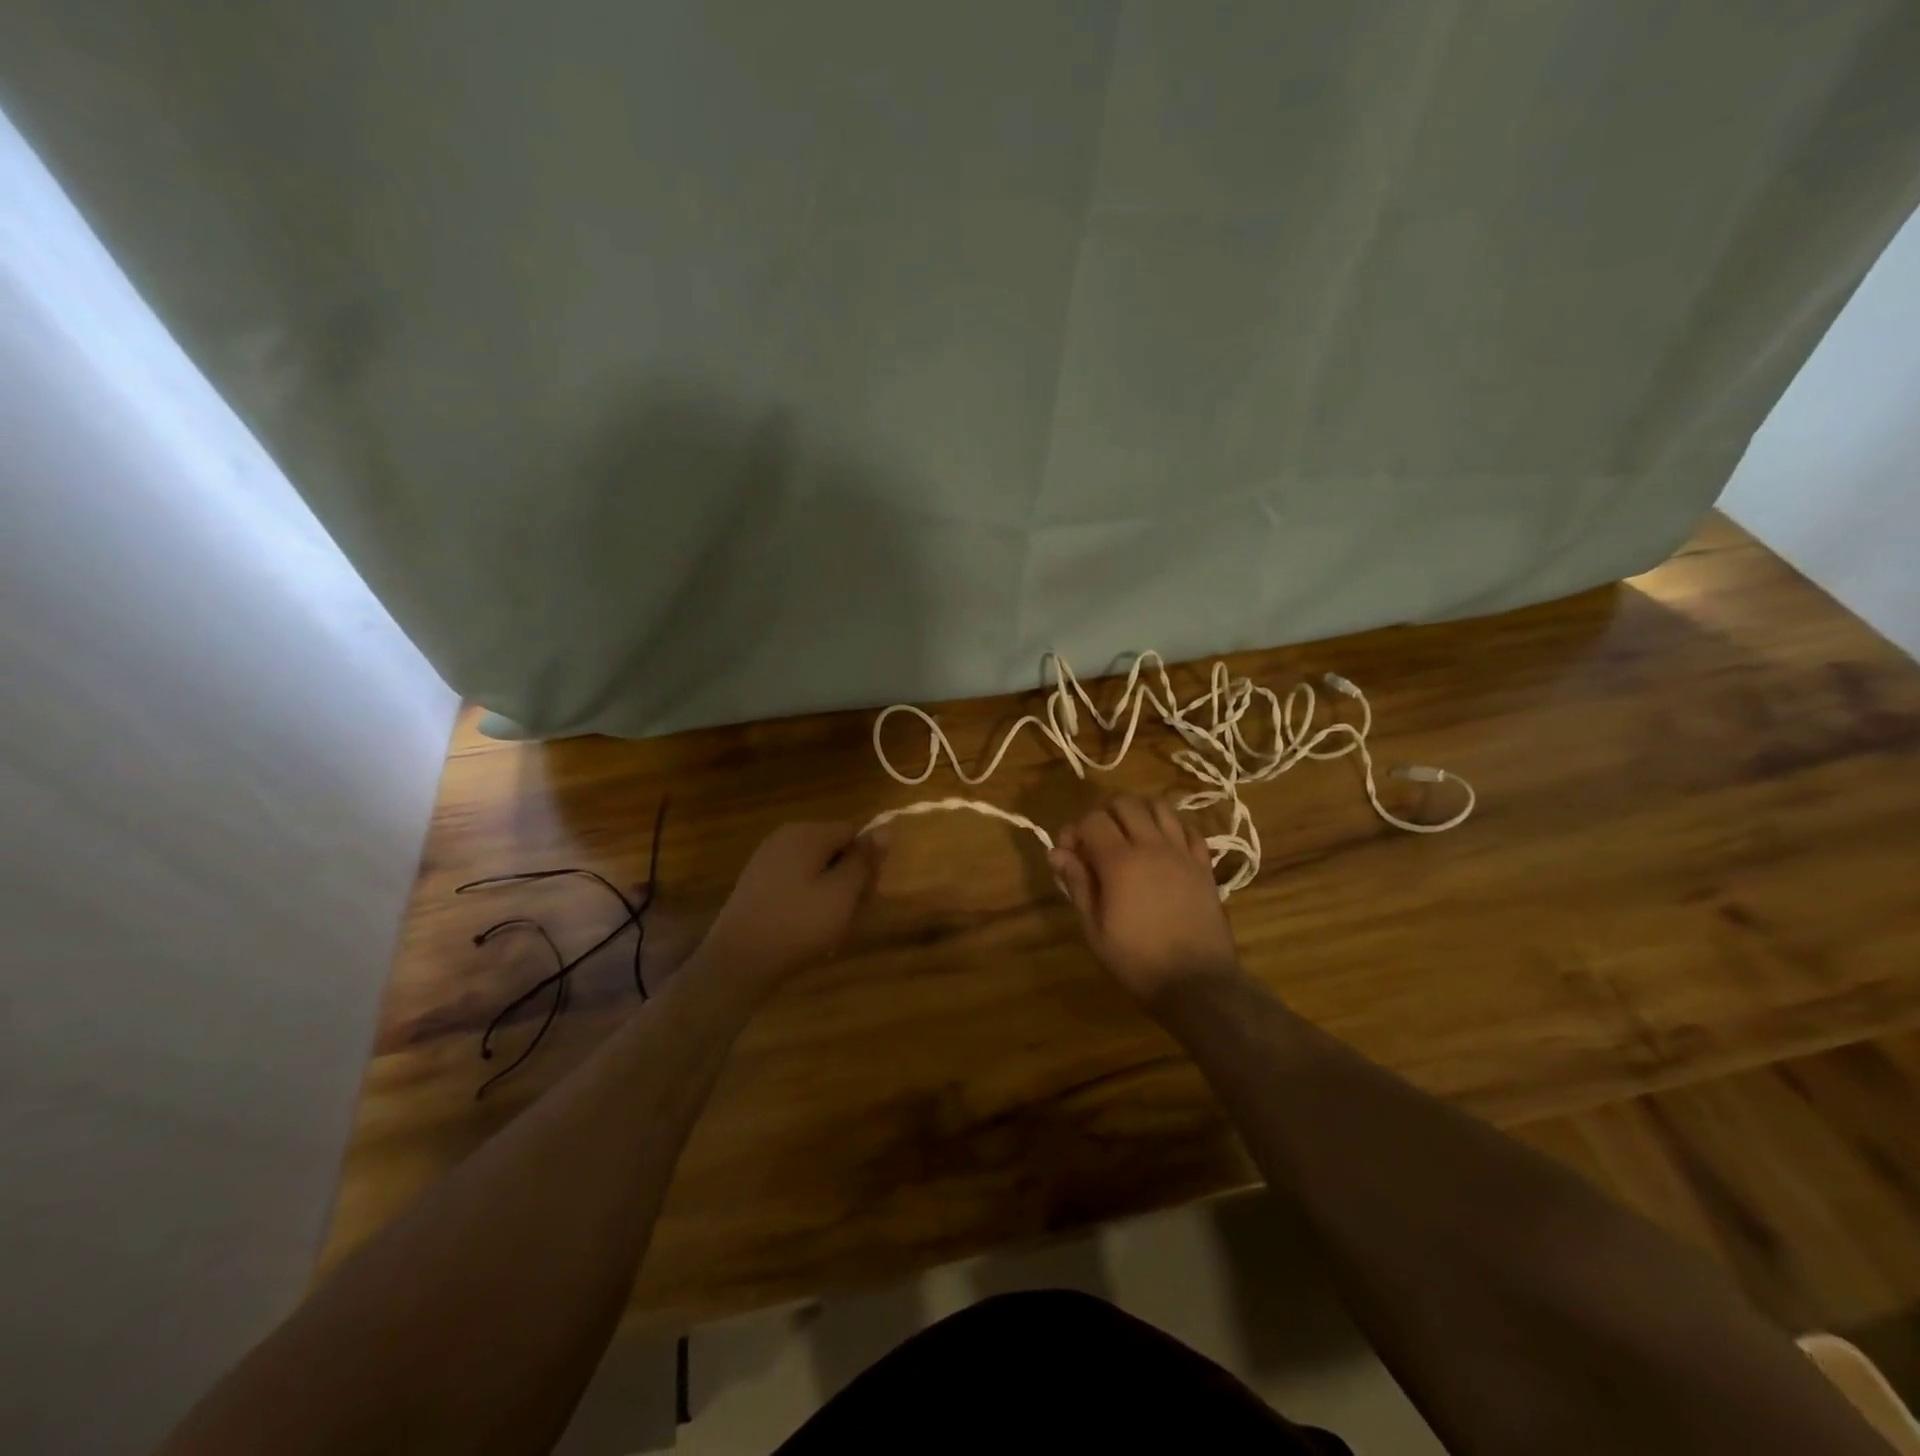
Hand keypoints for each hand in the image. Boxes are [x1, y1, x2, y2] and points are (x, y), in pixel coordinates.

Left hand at [698, 821, 888, 983]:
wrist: (737, 962)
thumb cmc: (798, 924)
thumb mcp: (843, 893)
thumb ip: (865, 860)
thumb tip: (885, 829)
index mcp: (807, 833)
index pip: (854, 831)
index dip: (867, 862)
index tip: (867, 895)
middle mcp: (785, 837)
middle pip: (834, 850)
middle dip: (849, 880)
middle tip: (849, 916)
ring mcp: (767, 860)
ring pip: (817, 871)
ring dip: (831, 896)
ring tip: (829, 930)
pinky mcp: (756, 885)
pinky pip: (796, 885)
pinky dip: (807, 904)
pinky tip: (806, 932)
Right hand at [1049, 796, 1242, 1007]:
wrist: (1196, 983)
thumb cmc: (1136, 960)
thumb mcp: (1094, 928)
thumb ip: (1077, 883)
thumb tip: (1057, 852)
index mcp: (1119, 861)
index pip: (1092, 820)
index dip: (1076, 831)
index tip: (1071, 853)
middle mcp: (1152, 846)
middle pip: (1126, 803)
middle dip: (1107, 814)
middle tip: (1100, 841)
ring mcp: (1182, 853)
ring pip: (1161, 807)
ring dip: (1141, 814)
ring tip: (1132, 837)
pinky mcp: (1204, 865)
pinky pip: (1189, 829)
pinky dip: (1173, 829)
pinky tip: (1164, 847)